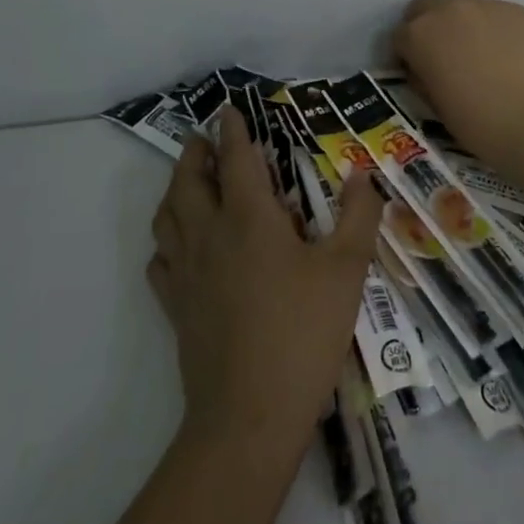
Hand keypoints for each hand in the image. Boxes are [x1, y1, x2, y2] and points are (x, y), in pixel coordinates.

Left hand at [148, 106, 381, 452]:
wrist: (249, 414)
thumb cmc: (304, 333)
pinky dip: (167, 242)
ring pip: (167, 217)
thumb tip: (362, 175)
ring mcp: (186, 273)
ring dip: (175, 189)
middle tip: (204, 139)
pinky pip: (161, 261)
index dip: (233, 130)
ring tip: (188, 182)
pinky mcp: (176, 307)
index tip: (229, 109)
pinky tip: (179, 248)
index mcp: (249, 219)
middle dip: (194, 153)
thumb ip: (359, 216)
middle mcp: (209, 236)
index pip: (235, 160)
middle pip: (188, 181)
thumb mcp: (347, 270)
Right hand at [391, 0, 523, 171]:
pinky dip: (490, 30)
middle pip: (425, 9)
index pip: (399, 37)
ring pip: (461, 9)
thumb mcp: (435, 106)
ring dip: (459, 27)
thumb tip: (426, 69)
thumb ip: (424, 77)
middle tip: (442, 61)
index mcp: (419, 34)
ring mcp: (486, 5)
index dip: (406, 58)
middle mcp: (448, 9)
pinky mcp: (517, 10)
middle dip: (427, 30)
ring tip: (477, 58)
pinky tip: (505, 57)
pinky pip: (492, 15)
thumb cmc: (479, 124)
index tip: (418, 76)